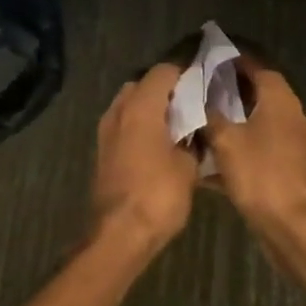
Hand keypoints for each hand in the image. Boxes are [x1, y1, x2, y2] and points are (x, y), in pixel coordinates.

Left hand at [91, 63, 200, 255]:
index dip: (185, 75)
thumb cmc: (158, 195)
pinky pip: (123, 125)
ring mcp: (106, 130)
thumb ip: (192, 141)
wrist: (119, 233)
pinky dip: (139, 127)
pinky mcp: (102, 150)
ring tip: (176, 128)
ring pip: (129, 105)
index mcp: (141, 107)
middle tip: (190, 107)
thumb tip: (193, 133)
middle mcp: (119, 111)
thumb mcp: (188, 167)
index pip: (163, 71)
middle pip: (142, 84)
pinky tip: (159, 146)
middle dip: (165, 91)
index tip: (203, 86)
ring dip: (150, 109)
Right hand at [205, 61, 305, 238]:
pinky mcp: (289, 171)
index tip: (209, 58)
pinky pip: (259, 150)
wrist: (296, 230)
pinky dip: (239, 149)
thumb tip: (196, 97)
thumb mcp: (226, 140)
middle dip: (230, 91)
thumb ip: (209, 114)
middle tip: (199, 89)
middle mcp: (291, 117)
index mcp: (280, 101)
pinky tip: (212, 162)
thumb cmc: (261, 175)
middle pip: (258, 94)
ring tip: (200, 121)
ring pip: (258, 123)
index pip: (258, 67)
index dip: (234, 60)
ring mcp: (293, 146)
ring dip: (233, 121)